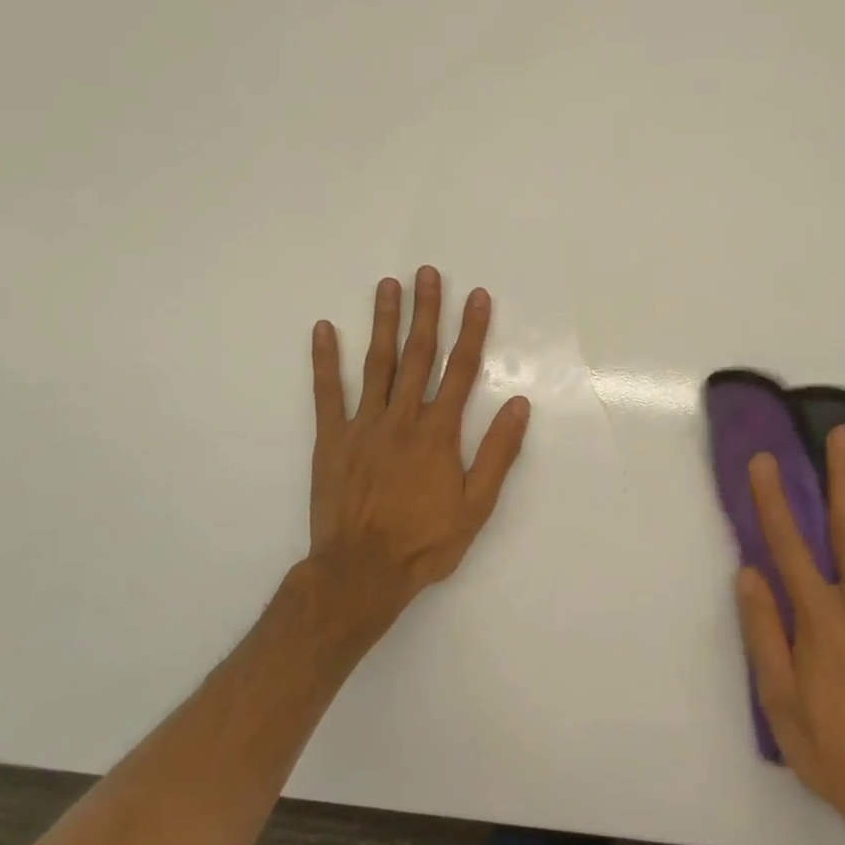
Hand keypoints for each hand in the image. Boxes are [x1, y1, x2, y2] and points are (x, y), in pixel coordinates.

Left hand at [301, 267, 530, 649]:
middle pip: (418, 355)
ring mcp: (363, 425)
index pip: (460, 370)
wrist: (361, 572)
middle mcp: (402, 418)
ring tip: (388, 285)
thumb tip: (520, 405)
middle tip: (428, 272)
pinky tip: (324, 329)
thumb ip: (497, 453)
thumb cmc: (425, 542)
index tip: (477, 296)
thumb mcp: (476, 506)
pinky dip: (325, 360)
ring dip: (383, 322)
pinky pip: (327, 393)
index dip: (472, 330)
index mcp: (438, 432)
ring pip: (376, 364)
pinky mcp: (331, 439)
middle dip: (426, 311)